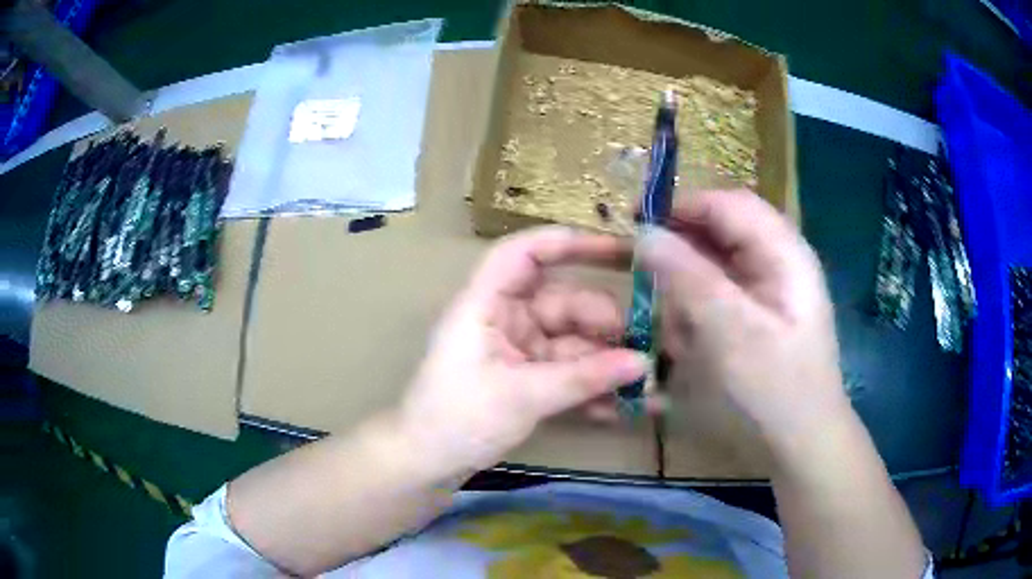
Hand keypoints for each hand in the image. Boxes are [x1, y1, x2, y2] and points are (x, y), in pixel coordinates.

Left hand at [398, 227, 648, 471]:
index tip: (618, 251)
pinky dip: (590, 386)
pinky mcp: (526, 377)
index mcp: (486, 304)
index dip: (567, 243)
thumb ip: (583, 378)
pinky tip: (620, 406)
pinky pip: (566, 372)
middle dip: (603, 324)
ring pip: (571, 341)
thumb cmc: (458, 419)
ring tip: (645, 384)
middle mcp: (504, 319)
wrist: (427, 463)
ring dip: (605, 362)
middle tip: (643, 350)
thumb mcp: (522, 396)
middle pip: (562, 303)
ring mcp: (517, 349)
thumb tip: (643, 363)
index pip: (524, 253)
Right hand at [639, 190, 849, 455]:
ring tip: (674, 327)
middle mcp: (777, 262)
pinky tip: (687, 341)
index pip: (728, 203)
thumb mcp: (731, 332)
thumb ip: (688, 277)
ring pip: (714, 266)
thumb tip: (645, 234)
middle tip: (645, 278)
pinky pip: (717, 296)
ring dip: (686, 289)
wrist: (801, 442)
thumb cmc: (775, 389)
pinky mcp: (756, 316)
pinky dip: (695, 312)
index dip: (682, 205)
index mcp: (783, 253)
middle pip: (721, 233)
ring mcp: (767, 290)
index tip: (635, 221)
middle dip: (681, 253)